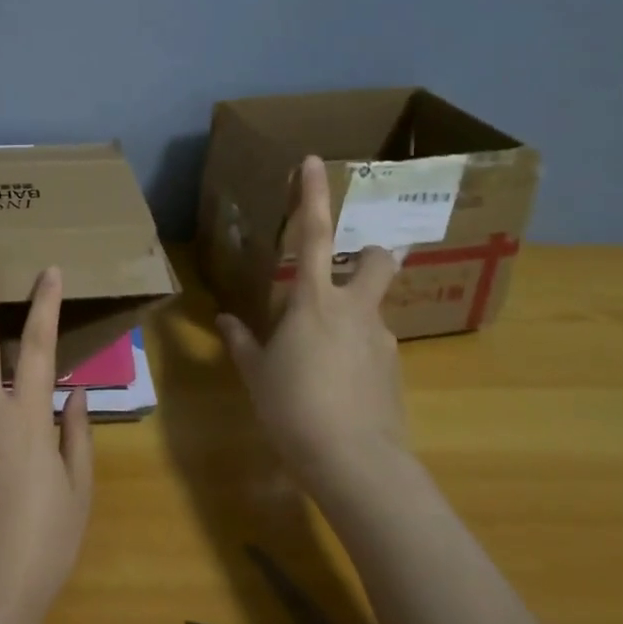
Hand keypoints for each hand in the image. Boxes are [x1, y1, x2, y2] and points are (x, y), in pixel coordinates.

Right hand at [216, 155, 407, 488]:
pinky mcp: (395, 369)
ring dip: (354, 316)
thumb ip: (242, 341)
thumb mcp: (257, 374)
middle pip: (378, 260)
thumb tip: (226, 321)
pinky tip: (339, 385)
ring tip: (323, 357)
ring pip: (374, 308)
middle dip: (371, 254)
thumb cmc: (293, 408)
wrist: (355, 462)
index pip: (314, 234)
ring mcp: (381, 338)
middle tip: (348, 275)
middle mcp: (354, 309)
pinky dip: (358, 352)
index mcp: (313, 301)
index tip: (313, 161)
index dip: (312, 195)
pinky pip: (374, 345)